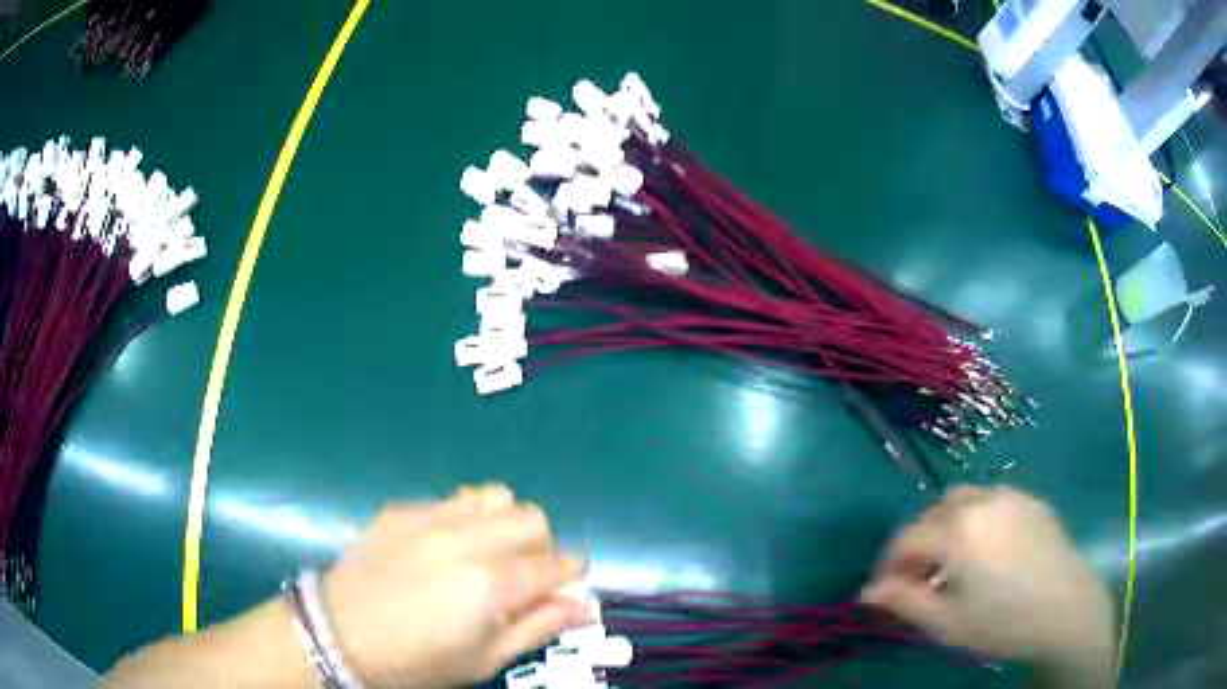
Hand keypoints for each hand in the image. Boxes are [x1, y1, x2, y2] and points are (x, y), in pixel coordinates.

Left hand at [324, 485, 587, 687]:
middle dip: (542, 546)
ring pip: (494, 496)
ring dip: (505, 523)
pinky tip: (443, 550)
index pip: (556, 564)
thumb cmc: (417, 662)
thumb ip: (538, 628)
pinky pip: (452, 501)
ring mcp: (429, 519)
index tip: (565, 586)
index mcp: (491, 585)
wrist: (337, 636)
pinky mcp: (401, 510)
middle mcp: (465, 541)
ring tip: (488, 554)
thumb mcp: (484, 660)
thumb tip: (583, 607)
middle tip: (524, 575)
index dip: (571, 574)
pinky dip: (465, 521)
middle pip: (531, 517)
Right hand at [861, 486, 1113, 682]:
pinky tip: (986, 551)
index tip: (885, 591)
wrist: (1065, 608)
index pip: (905, 539)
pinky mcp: (1031, 500)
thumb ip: (903, 601)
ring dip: (945, 526)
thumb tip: (869, 591)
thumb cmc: (1001, 622)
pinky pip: (991, 501)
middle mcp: (981, 500)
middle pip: (931, 514)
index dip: (888, 566)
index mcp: (957, 529)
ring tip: (951, 561)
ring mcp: (1010, 495)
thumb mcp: (946, 623)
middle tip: (918, 579)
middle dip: (916, 545)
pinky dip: (975, 519)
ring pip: (961, 500)